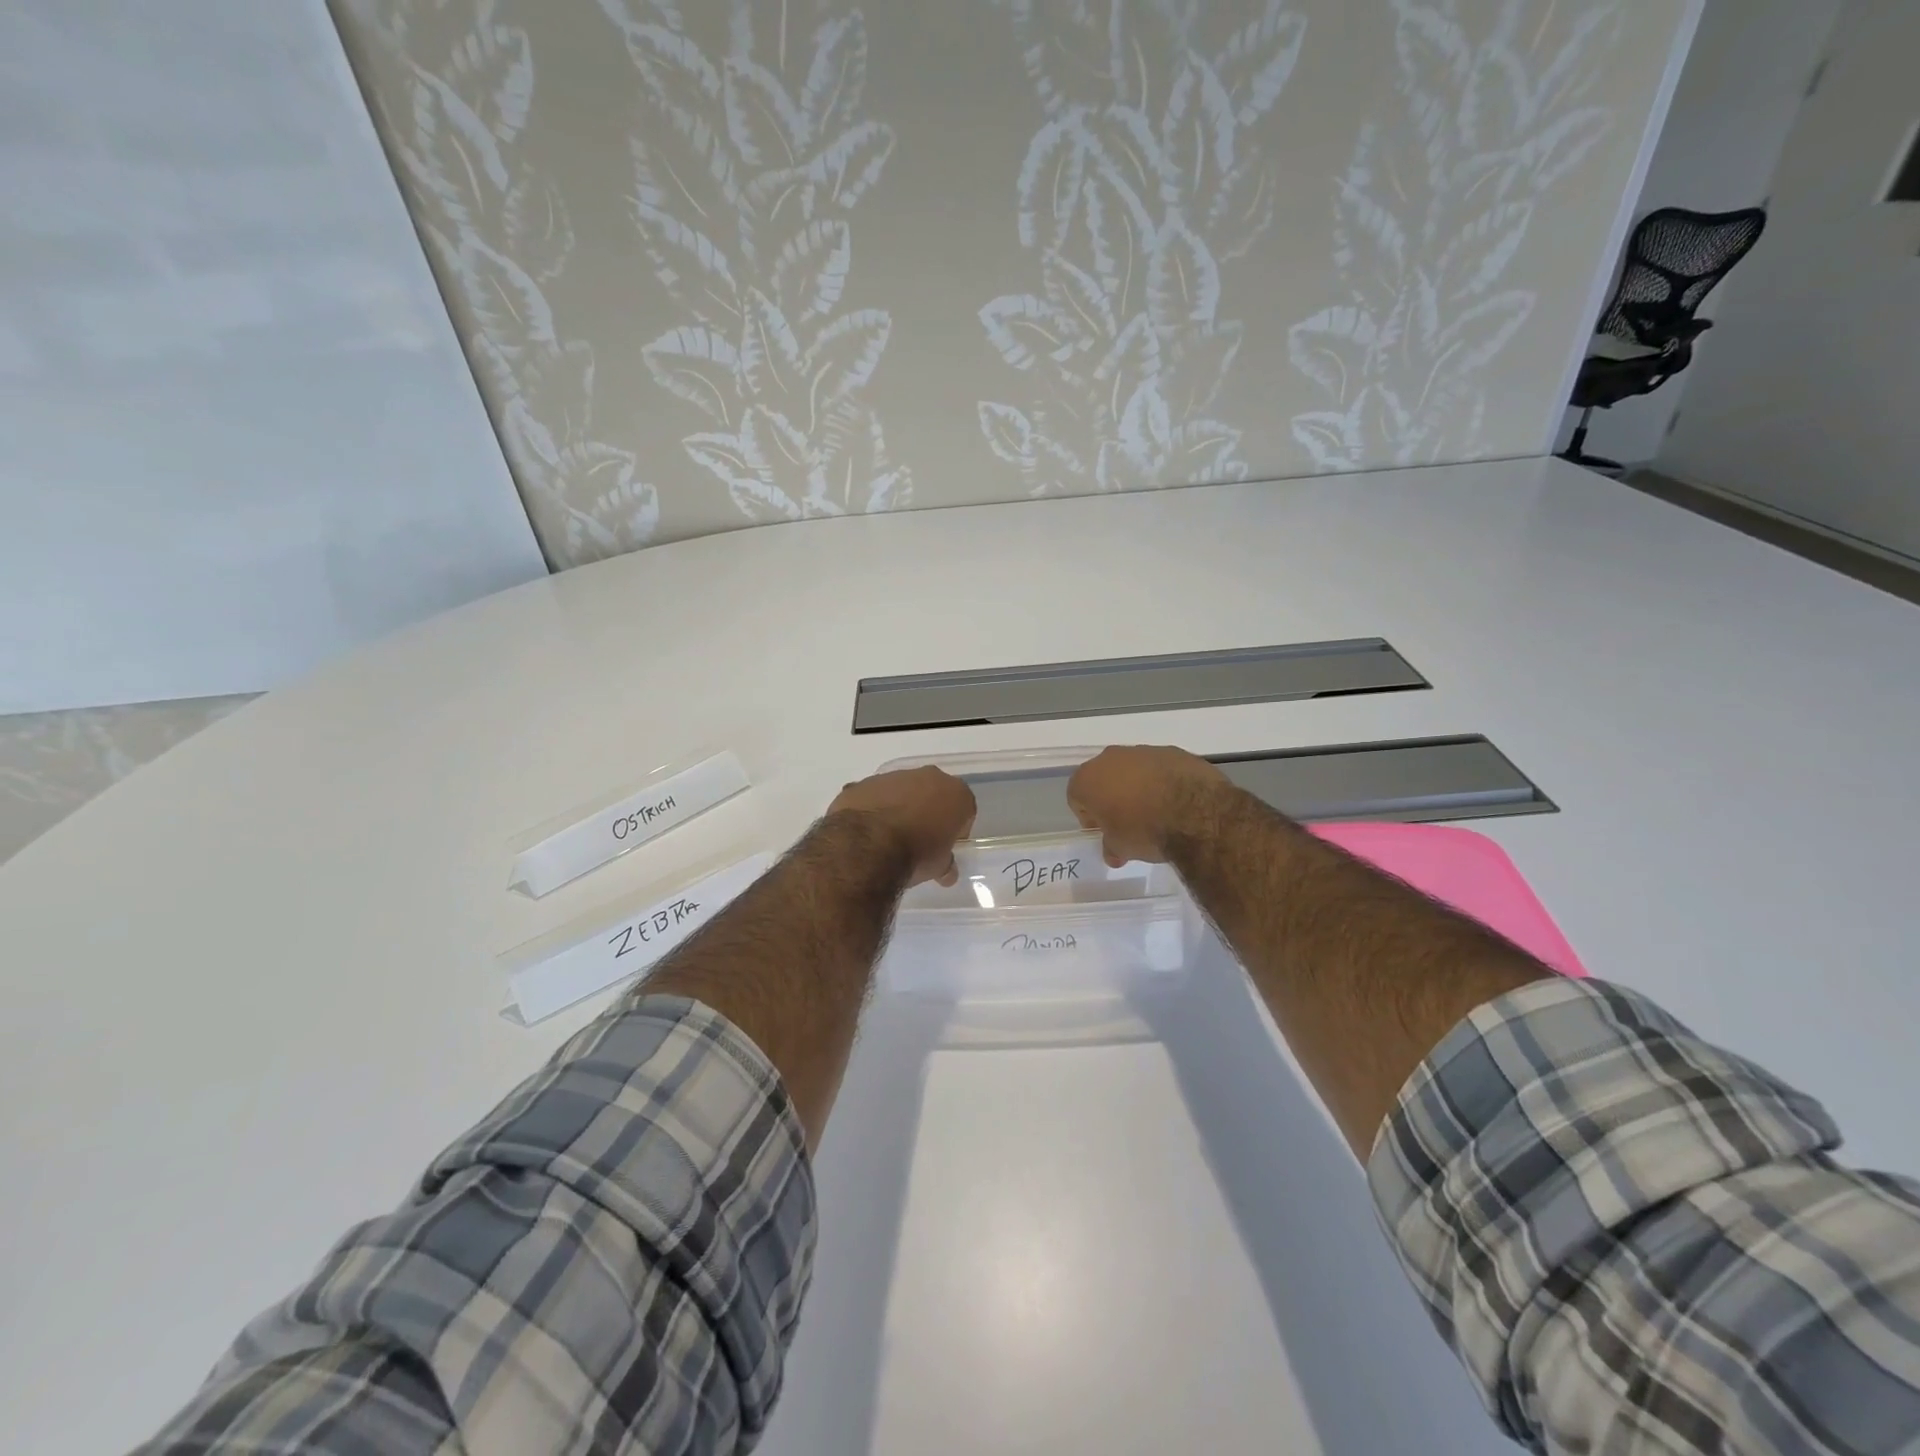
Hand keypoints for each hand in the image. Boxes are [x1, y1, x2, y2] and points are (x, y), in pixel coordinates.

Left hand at [828, 767, 976, 886]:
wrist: (868, 846)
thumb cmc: (916, 854)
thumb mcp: (939, 866)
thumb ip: (946, 863)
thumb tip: (948, 873)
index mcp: (955, 793)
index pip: (964, 808)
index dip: (957, 827)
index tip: (947, 843)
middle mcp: (928, 777)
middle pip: (934, 792)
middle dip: (929, 810)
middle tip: (922, 837)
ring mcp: (893, 776)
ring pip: (902, 790)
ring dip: (900, 807)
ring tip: (890, 835)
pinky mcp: (864, 783)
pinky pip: (875, 795)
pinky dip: (874, 808)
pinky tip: (868, 830)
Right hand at [1067, 745, 1228, 866]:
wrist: (1196, 813)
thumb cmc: (1144, 830)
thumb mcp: (1121, 848)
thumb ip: (1111, 847)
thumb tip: (1114, 853)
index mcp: (1088, 778)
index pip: (1077, 798)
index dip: (1090, 817)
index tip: (1105, 832)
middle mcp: (1110, 758)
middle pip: (1104, 778)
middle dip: (1112, 798)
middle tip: (1128, 822)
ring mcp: (1143, 751)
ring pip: (1133, 770)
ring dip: (1138, 787)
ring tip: (1156, 812)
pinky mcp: (1173, 751)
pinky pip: (1160, 768)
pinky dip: (1163, 781)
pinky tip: (1177, 802)